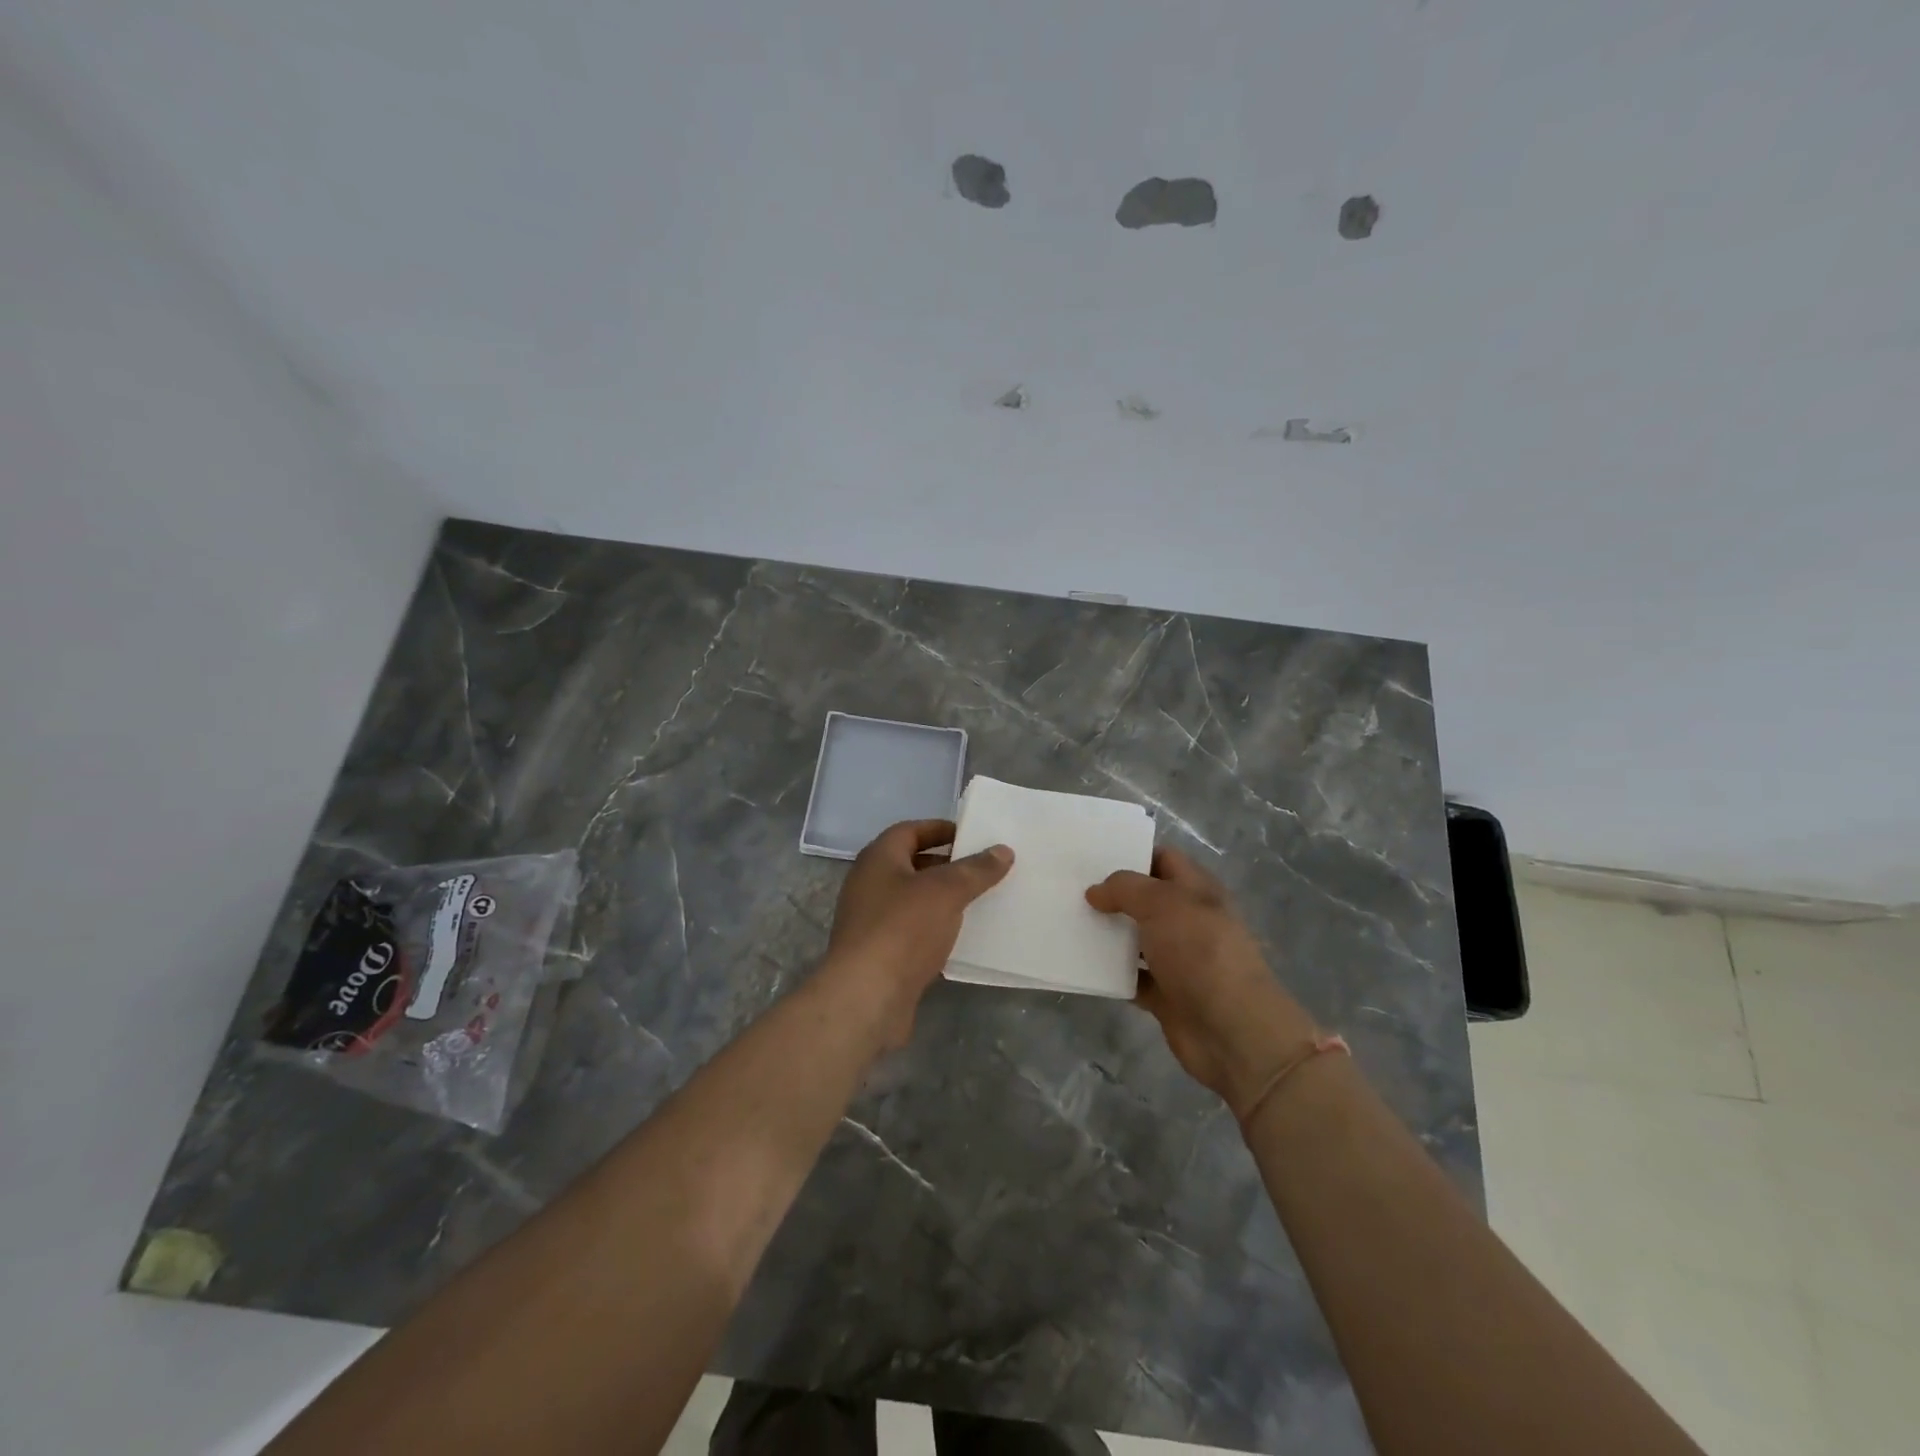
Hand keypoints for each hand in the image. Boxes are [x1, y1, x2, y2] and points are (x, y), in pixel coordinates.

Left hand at [824, 820, 1012, 1046]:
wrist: (866, 997)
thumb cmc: (902, 929)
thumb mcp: (946, 891)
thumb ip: (976, 870)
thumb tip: (1002, 850)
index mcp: (878, 859)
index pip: (909, 831)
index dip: (940, 829)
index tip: (972, 836)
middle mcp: (869, 885)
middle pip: (911, 865)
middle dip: (946, 866)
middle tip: (983, 869)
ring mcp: (871, 922)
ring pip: (914, 901)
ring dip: (943, 900)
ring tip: (980, 901)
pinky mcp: (879, 955)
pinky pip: (912, 932)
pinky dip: (936, 930)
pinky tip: (962, 938)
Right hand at [1086, 847, 1314, 1114]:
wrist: (1231, 1029)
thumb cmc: (1200, 951)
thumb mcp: (1162, 903)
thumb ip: (1125, 889)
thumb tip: (1095, 892)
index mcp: (1197, 890)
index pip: (1163, 859)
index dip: (1131, 854)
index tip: (1091, 857)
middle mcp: (1188, 920)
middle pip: (1144, 899)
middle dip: (1111, 895)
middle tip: (1069, 888)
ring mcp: (1177, 959)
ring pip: (1135, 938)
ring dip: (1107, 934)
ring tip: (1067, 921)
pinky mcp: (1165, 994)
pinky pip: (1130, 977)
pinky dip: (1109, 973)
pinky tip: (1081, 963)